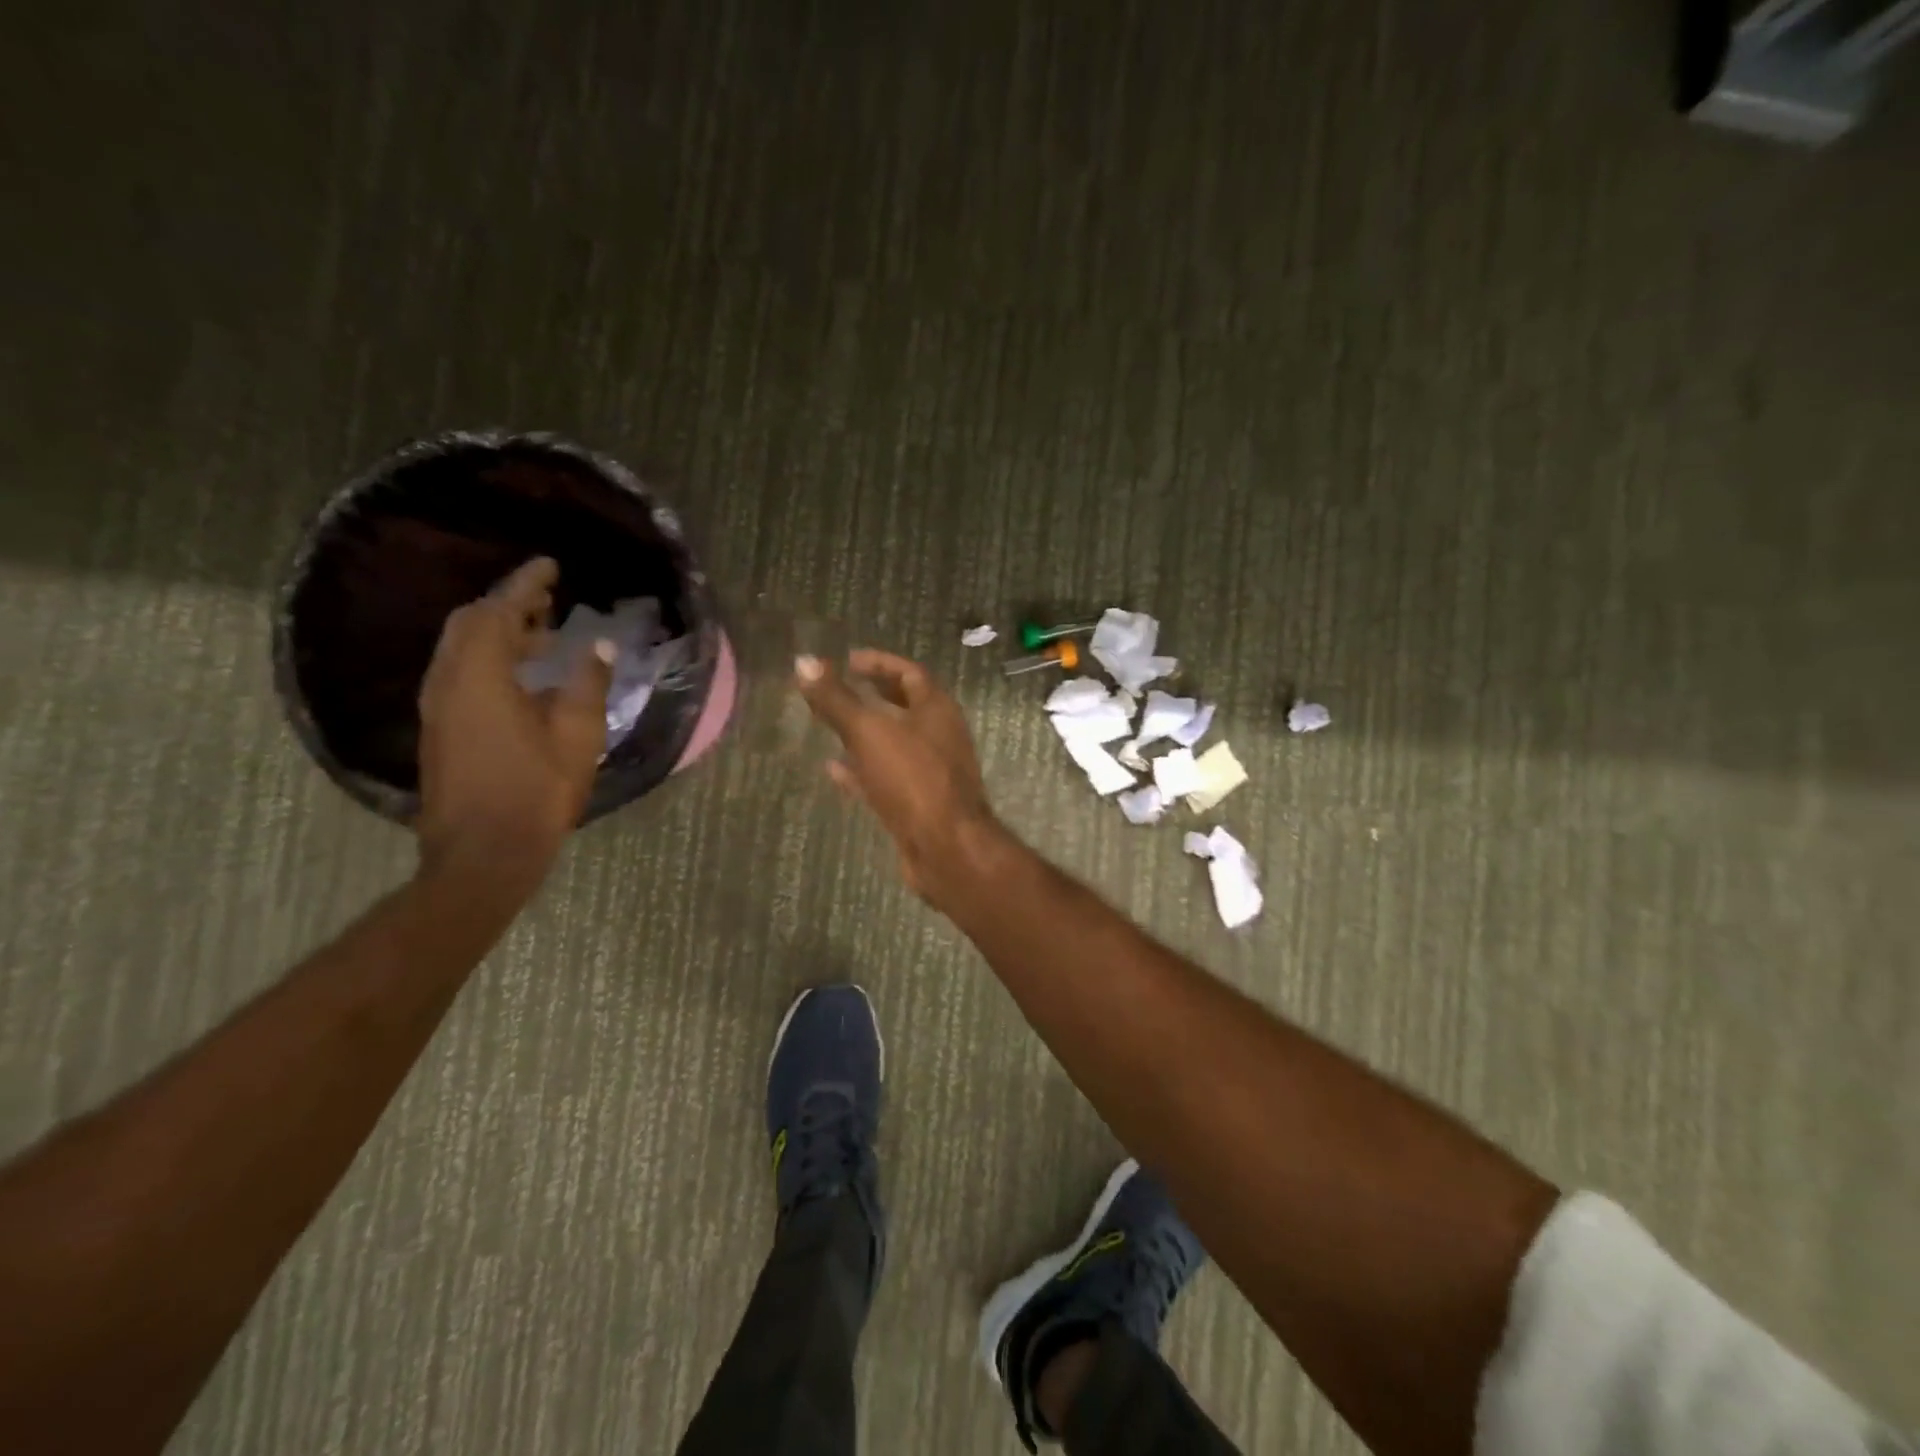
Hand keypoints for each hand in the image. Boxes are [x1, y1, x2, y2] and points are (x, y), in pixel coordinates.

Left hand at [415, 557, 611, 885]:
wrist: (483, 853)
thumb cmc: (536, 791)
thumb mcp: (576, 735)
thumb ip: (587, 683)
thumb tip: (597, 646)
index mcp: (480, 676)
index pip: (499, 612)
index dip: (526, 584)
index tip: (550, 564)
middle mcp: (448, 682)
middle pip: (470, 623)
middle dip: (508, 604)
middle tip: (549, 599)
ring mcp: (438, 707)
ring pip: (461, 648)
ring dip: (499, 632)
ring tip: (543, 634)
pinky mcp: (441, 728)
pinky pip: (460, 672)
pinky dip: (490, 658)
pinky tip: (523, 676)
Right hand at [796, 649, 1004, 904]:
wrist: (946, 848)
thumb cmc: (913, 780)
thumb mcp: (869, 732)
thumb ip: (836, 699)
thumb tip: (803, 661)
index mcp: (937, 710)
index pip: (909, 673)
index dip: (879, 663)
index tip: (847, 660)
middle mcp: (939, 736)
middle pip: (905, 706)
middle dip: (874, 695)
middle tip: (840, 688)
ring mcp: (931, 772)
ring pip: (894, 743)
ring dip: (866, 733)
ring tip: (831, 725)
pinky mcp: (918, 803)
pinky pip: (887, 777)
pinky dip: (862, 770)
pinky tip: (833, 770)